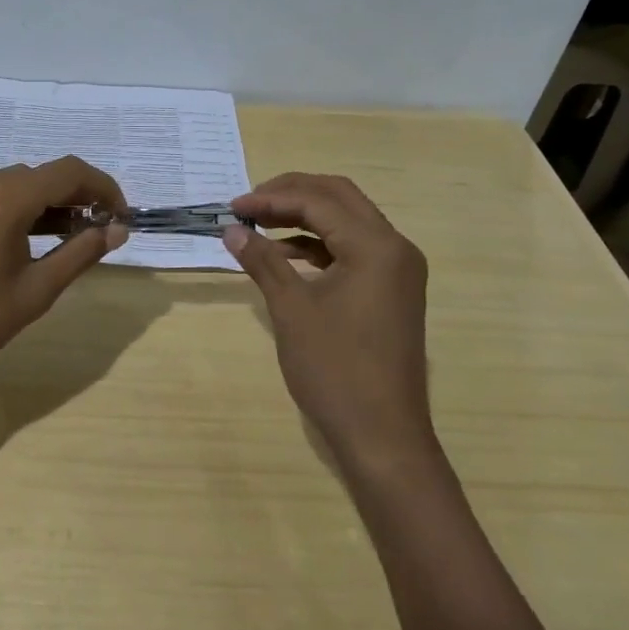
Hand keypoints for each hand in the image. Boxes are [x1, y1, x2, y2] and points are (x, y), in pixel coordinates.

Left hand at [0, 157, 127, 398]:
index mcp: (6, 195)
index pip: (71, 172)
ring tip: (72, 240)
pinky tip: (32, 240)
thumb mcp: (35, 291)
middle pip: (46, 176)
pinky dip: (22, 209)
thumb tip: (118, 230)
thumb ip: (80, 253)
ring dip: (51, 205)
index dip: (104, 189)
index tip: (122, 217)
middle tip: (101, 233)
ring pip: (21, 184)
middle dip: (79, 199)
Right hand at [222, 173, 434, 472]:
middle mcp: (395, 248)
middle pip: (339, 198)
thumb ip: (262, 261)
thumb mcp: (291, 309)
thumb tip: (231, 229)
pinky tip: (284, 255)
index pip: (319, 201)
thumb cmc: (335, 369)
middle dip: (291, 194)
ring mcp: (397, 270)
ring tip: (259, 226)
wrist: (381, 435)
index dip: (271, 198)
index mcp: (376, 246)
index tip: (232, 208)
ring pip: (347, 221)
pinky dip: (318, 245)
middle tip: (249, 204)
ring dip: (304, 217)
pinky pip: (353, 250)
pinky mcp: (391, 290)